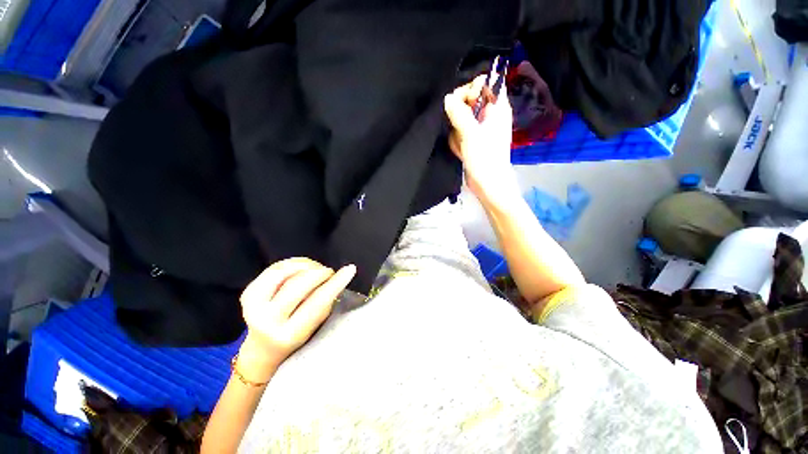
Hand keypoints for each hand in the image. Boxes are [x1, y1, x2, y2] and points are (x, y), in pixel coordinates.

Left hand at [237, 258, 355, 381]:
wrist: (263, 347)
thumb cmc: (297, 336)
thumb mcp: (315, 325)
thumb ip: (325, 301)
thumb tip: (338, 275)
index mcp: (288, 334)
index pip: (317, 302)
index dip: (335, 283)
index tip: (350, 269)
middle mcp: (266, 321)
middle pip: (299, 284)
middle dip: (320, 272)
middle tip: (329, 272)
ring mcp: (251, 306)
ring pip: (285, 271)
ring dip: (307, 266)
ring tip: (316, 270)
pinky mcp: (247, 293)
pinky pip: (275, 268)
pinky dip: (294, 264)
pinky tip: (302, 268)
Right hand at [444, 75, 519, 204]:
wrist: (487, 185)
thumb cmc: (485, 158)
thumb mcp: (471, 133)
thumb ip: (459, 113)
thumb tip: (447, 98)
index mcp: (498, 108)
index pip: (488, 83)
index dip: (474, 87)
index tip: (465, 100)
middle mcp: (490, 116)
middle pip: (471, 100)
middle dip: (461, 113)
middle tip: (459, 125)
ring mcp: (480, 129)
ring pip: (462, 118)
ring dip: (457, 131)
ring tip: (461, 143)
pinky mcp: (472, 141)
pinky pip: (460, 132)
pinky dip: (458, 141)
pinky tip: (460, 151)